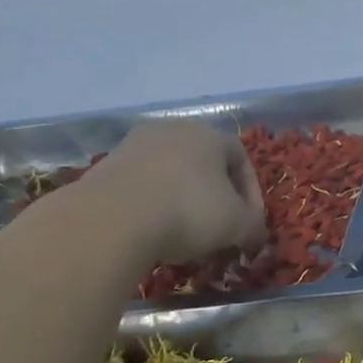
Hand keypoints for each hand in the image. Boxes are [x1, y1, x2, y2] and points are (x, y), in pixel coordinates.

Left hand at [77, 118, 266, 264]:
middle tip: (219, 227)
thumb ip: (254, 227)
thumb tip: (256, 233)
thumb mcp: (237, 225)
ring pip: (171, 172)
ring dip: (183, 198)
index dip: (251, 194)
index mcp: (210, 134)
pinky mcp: (106, 165)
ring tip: (185, 231)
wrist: (112, 219)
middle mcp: (173, 129)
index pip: (242, 159)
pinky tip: (153, 229)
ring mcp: (134, 144)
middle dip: (216, 195)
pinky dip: (153, 203)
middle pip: (205, 163)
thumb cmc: (189, 212)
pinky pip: (142, 184)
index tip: (250, 223)